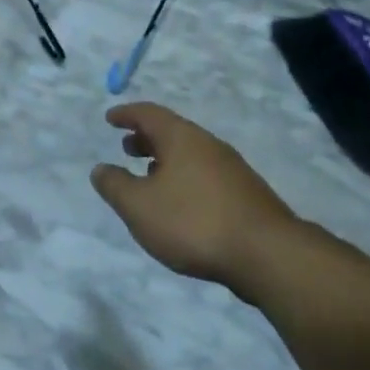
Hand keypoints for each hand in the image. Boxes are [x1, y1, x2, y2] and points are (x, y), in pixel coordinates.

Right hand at [91, 102, 305, 301]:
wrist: (268, 255)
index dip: (127, 114)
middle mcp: (209, 146)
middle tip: (127, 148)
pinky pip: (206, 175)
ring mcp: (233, 170)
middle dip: (147, 138)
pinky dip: (184, 178)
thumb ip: (115, 185)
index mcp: (182, 139)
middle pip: (173, 132)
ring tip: (149, 177)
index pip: (149, 114)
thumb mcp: (138, 206)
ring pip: (191, 155)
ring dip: (166, 160)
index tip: (111, 118)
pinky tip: (180, 203)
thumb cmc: (193, 222)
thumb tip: (101, 168)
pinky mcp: (247, 196)